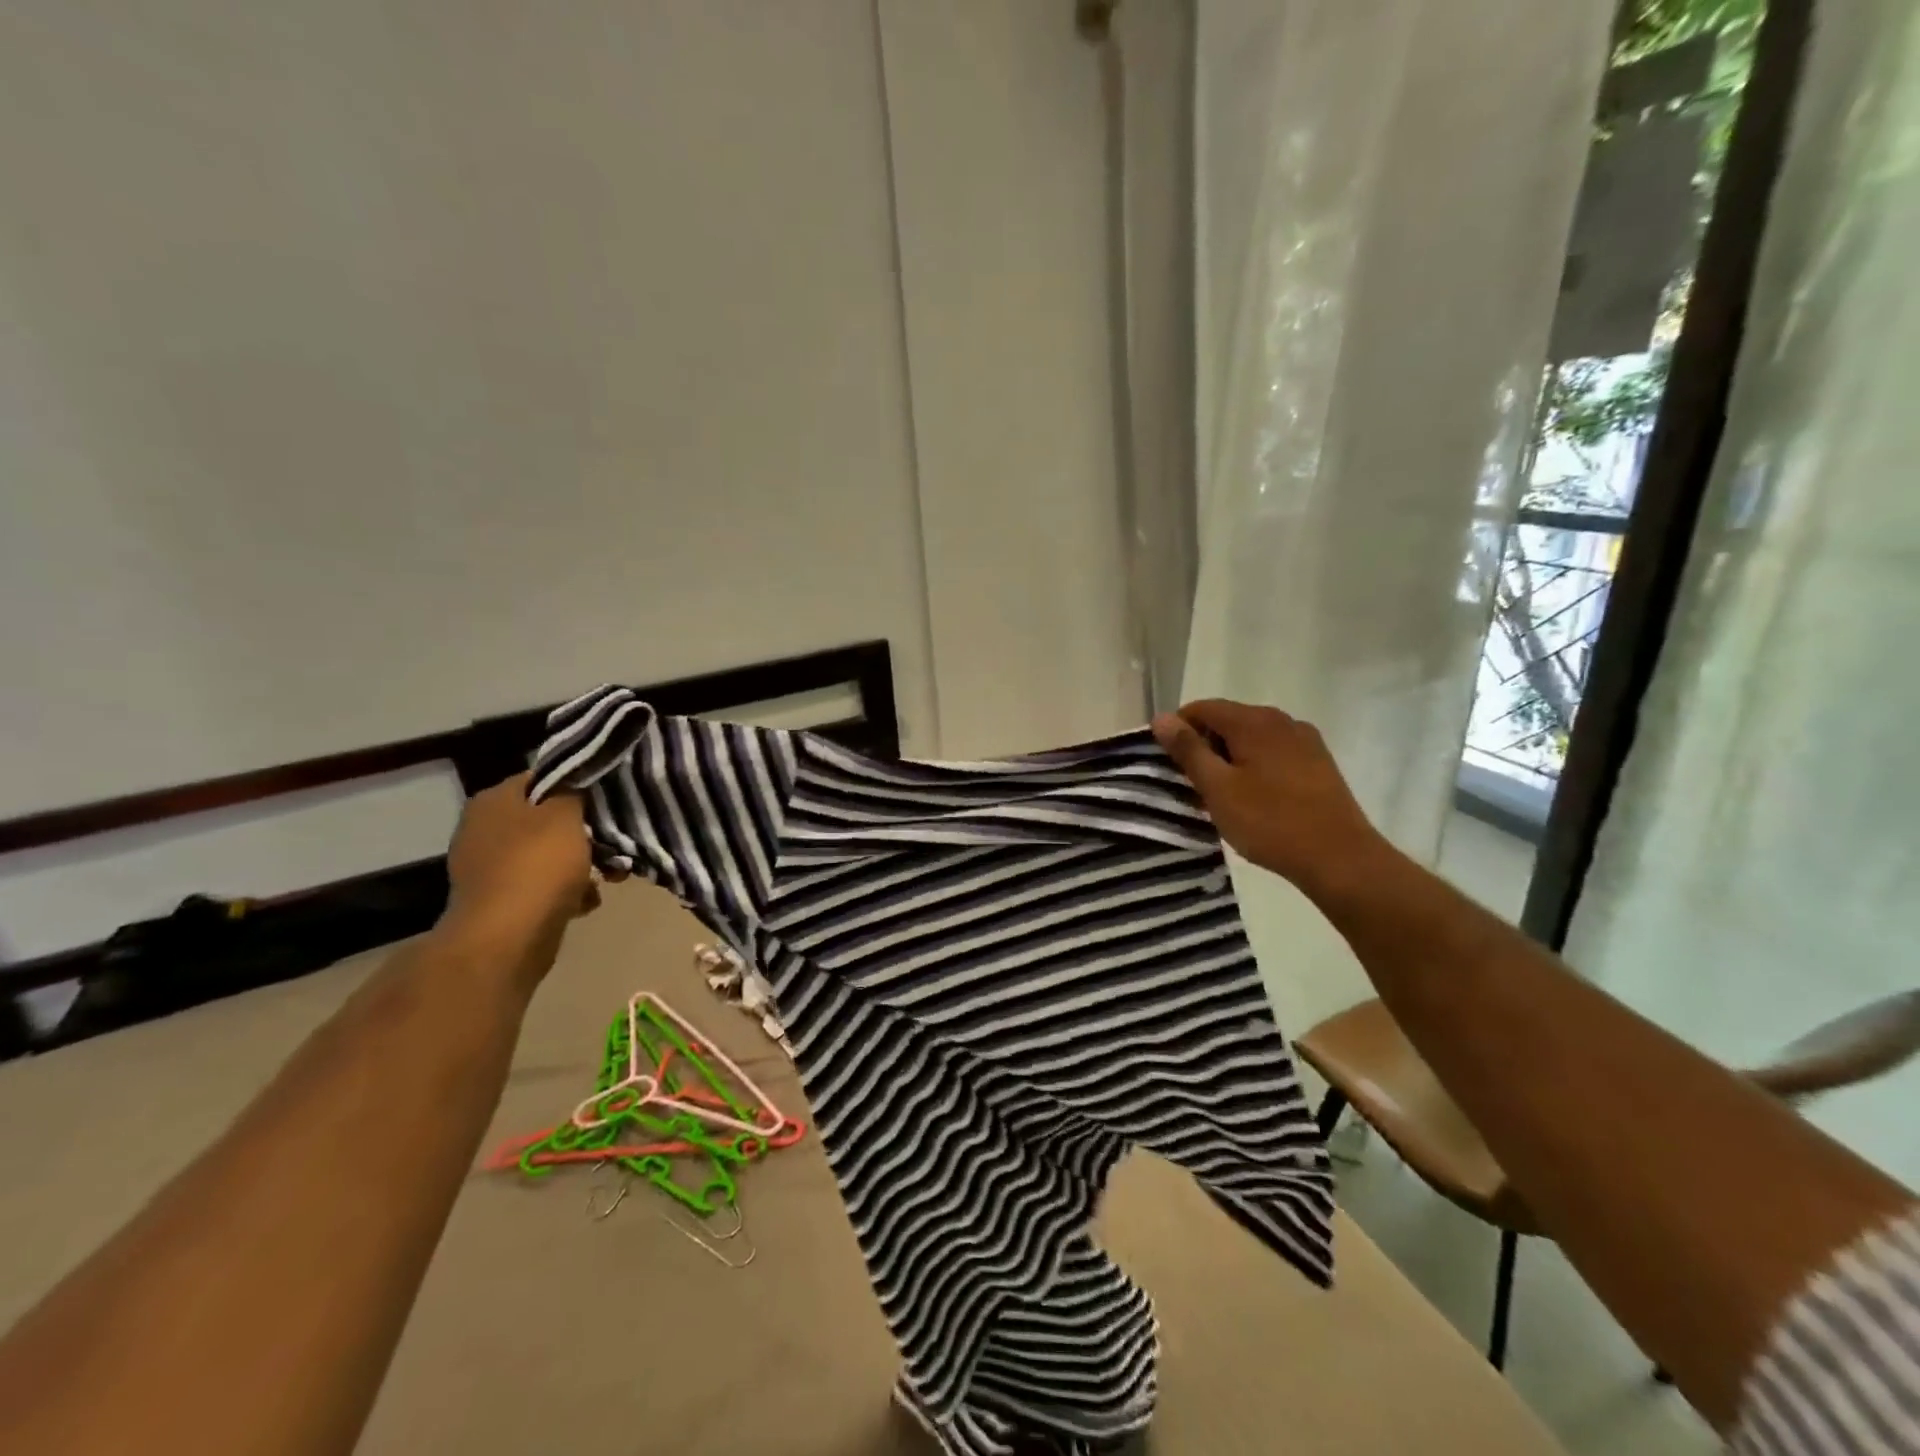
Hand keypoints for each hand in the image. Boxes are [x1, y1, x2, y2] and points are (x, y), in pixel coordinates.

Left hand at [444, 774, 598, 946]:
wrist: (506, 939)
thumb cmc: (538, 865)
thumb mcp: (566, 815)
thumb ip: (573, 791)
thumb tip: (574, 784)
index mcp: (493, 801)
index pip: (542, 778)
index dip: (577, 785)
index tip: (607, 798)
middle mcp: (483, 829)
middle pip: (546, 818)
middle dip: (584, 830)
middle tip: (615, 840)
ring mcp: (488, 868)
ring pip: (547, 854)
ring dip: (581, 863)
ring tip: (612, 874)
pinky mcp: (500, 901)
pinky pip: (542, 885)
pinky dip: (566, 891)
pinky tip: (588, 901)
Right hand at [1152, 700, 1397, 902]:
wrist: (1340, 858)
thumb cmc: (1270, 822)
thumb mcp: (1217, 788)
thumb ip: (1188, 750)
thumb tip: (1161, 718)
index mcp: (1254, 721)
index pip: (1202, 708)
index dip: (1179, 731)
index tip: (1170, 765)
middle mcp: (1281, 720)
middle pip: (1228, 720)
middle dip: (1205, 747)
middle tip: (1194, 786)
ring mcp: (1305, 740)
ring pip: (1252, 738)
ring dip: (1230, 759)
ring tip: (1223, 796)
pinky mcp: (1318, 762)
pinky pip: (1274, 752)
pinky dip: (1255, 766)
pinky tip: (1255, 799)